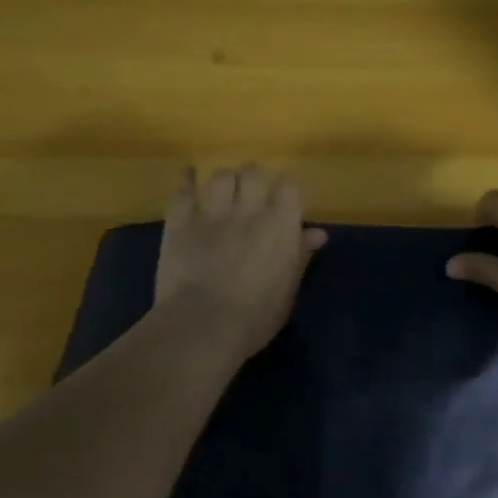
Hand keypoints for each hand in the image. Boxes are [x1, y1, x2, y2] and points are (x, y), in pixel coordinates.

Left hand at [154, 164, 326, 357]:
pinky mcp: (180, 222)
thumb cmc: (255, 317)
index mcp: (281, 226)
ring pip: (220, 176)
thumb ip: (301, 256)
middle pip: (254, 172)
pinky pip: (183, 189)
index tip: (284, 202)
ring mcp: (212, 213)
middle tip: (252, 195)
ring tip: (222, 193)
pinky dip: (186, 179)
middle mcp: (249, 210)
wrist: (203, 325)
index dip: (286, 190)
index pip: (289, 186)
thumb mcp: (288, 290)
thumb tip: (318, 234)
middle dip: (254, 179)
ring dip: (224, 182)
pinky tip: (189, 174)